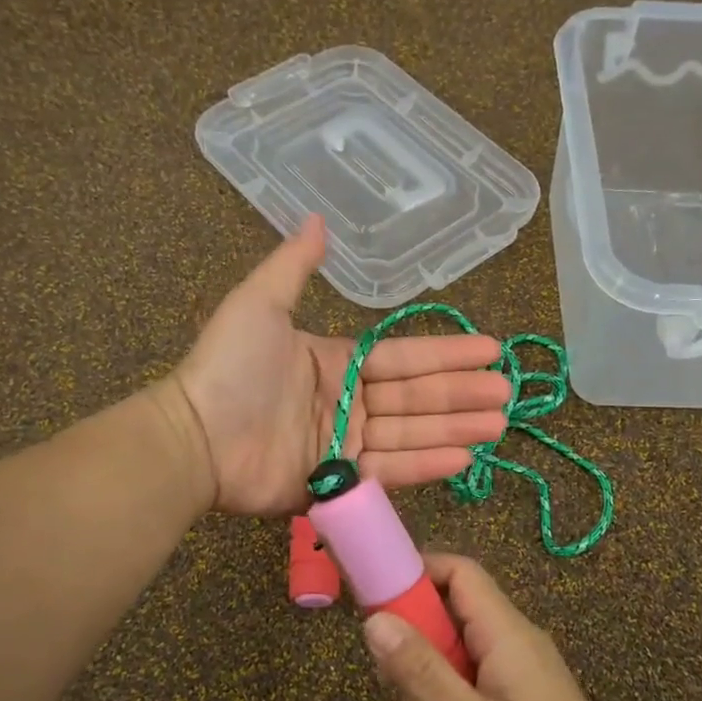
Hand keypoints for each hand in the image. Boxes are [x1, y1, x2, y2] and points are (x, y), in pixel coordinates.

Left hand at [173, 216, 510, 516]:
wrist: (195, 437)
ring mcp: (344, 445)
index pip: (403, 358)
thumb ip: (294, 265)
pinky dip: (425, 465)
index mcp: (335, 362)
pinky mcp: (337, 483)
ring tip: (498, 424)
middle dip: (462, 393)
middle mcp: (346, 403)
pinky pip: (389, 471)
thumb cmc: (229, 368)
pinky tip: (463, 457)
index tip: (489, 349)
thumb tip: (317, 217)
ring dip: (455, 428)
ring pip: (411, 434)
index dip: (446, 354)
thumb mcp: (260, 303)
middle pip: (415, 397)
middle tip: (506, 392)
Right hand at [362, 553, 646, 700]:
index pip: (459, 571)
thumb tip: (374, 620)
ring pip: (460, 649)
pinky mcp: (524, 697)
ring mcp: (521, 669)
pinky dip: (448, 696)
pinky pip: (474, 677)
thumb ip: (419, 669)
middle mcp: (515, 639)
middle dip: (413, 637)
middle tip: (385, 679)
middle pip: (454, 611)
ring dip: (426, 675)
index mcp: (505, 632)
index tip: (376, 599)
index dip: (416, 573)